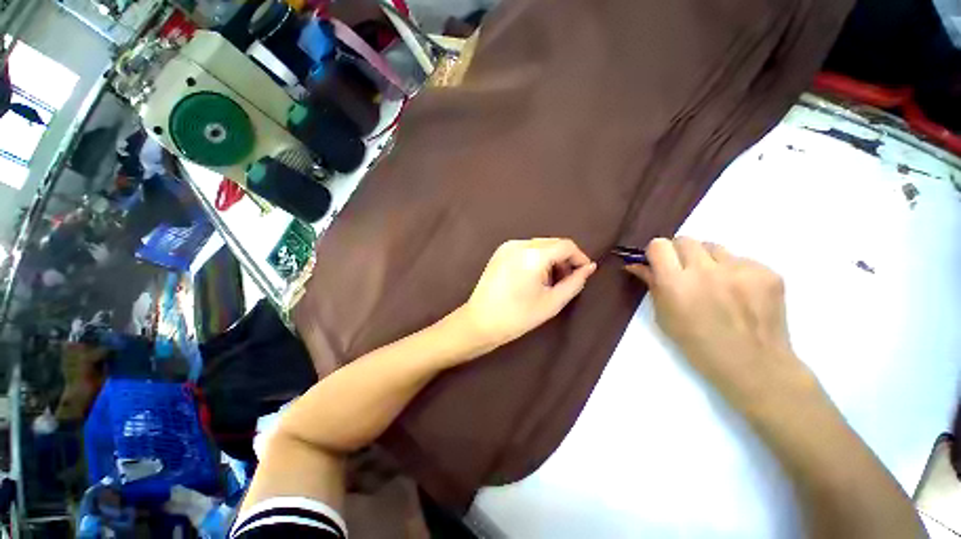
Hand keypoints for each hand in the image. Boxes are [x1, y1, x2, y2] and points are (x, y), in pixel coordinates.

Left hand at [463, 238, 597, 348]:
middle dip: (565, 258)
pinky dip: (536, 258)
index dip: (579, 257)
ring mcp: (507, 246)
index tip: (585, 272)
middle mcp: (519, 244)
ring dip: (551, 258)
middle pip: (552, 243)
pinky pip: (526, 248)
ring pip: (539, 245)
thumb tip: (589, 268)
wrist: (481, 322)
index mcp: (532, 255)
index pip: (566, 245)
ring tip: (550, 281)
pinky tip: (534, 276)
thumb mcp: (552, 302)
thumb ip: (574, 282)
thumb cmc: (518, 316)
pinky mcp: (499, 252)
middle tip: (568, 279)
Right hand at [627, 238, 811, 407]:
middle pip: (686, 240)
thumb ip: (651, 284)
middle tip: (686, 272)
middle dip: (681, 253)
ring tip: (716, 283)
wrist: (752, 365)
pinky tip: (739, 293)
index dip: (657, 252)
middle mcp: (706, 271)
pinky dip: (735, 271)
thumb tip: (636, 264)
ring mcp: (740, 270)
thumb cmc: (697, 344)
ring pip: (714, 247)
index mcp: (675, 284)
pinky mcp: (768, 272)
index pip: (659, 245)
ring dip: (709, 260)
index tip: (660, 263)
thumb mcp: (663, 316)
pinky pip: (741, 260)